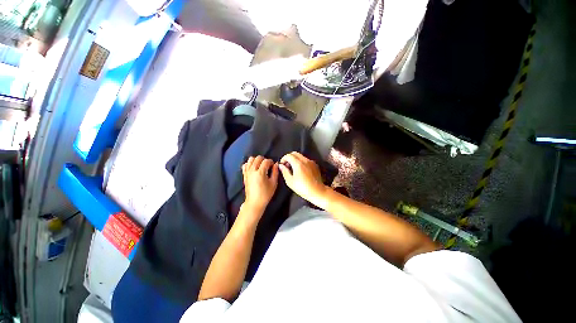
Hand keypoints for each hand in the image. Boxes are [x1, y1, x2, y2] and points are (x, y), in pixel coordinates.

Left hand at [242, 156, 278, 213]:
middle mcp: (252, 170)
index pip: (266, 161)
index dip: (271, 162)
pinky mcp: (244, 175)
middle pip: (258, 158)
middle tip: (268, 166)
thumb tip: (276, 164)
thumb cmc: (266, 194)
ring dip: (257, 160)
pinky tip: (254, 168)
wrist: (254, 202)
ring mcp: (247, 172)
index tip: (273, 166)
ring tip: (261, 166)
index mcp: (260, 172)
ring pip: (251, 159)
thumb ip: (275, 172)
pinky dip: (250, 164)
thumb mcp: (274, 183)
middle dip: (264, 160)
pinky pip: (245, 165)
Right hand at [278, 152, 326, 205]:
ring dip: (295, 159)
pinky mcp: (315, 165)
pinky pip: (306, 160)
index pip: (289, 155)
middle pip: (295, 153)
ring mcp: (311, 162)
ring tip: (293, 168)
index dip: (283, 159)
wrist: (317, 191)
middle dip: (289, 157)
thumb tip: (281, 166)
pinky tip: (301, 170)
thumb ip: (284, 171)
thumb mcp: (290, 181)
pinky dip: (301, 162)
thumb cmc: (303, 188)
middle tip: (287, 165)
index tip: (282, 164)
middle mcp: (305, 160)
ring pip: (301, 156)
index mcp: (298, 164)